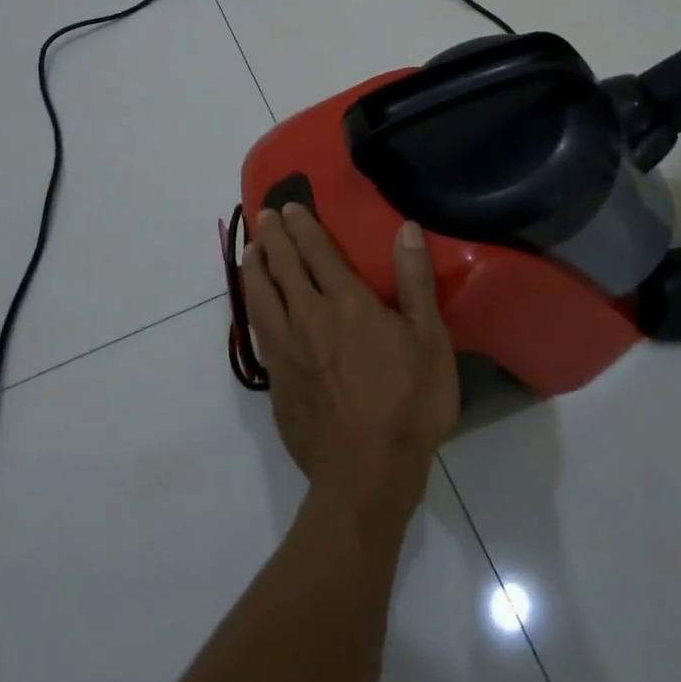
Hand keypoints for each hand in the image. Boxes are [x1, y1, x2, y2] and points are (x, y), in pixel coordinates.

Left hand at [239, 205, 457, 532]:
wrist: (366, 474)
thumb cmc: (408, 403)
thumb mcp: (429, 340)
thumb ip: (415, 281)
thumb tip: (406, 228)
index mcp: (346, 303)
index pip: (317, 252)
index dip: (303, 227)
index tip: (290, 207)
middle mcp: (308, 317)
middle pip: (283, 267)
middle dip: (274, 236)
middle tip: (265, 214)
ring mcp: (286, 349)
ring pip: (261, 295)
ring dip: (255, 267)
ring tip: (251, 249)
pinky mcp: (276, 378)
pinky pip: (258, 329)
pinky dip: (252, 304)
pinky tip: (254, 303)